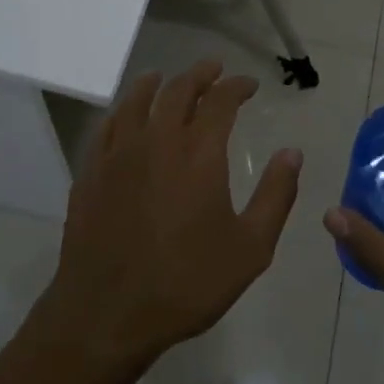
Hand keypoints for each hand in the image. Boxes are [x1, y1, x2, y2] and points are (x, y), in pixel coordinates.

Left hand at [38, 60, 302, 373]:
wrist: (107, 314)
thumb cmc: (186, 283)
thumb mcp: (249, 249)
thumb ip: (275, 196)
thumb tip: (293, 153)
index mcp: (198, 153)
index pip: (220, 100)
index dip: (236, 86)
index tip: (249, 85)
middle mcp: (157, 140)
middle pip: (178, 90)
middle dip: (200, 74)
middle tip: (214, 68)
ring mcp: (118, 153)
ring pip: (137, 100)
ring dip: (157, 83)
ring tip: (166, 77)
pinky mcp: (91, 171)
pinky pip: (107, 125)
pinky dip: (123, 109)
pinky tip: (126, 115)